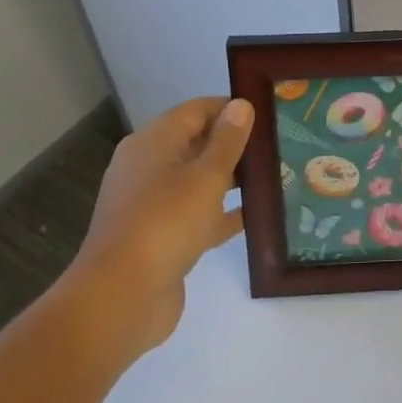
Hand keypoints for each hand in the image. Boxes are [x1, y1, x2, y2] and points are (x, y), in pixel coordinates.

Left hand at [63, 97, 252, 355]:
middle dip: (235, 144)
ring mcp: (153, 205)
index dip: (231, 108)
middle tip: (279, 144)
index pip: (196, 111)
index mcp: (152, 143)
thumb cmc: (165, 223)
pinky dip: (223, 213)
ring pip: (198, 182)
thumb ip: (227, 141)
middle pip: (196, 144)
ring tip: (276, 176)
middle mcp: (148, 168)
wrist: (122, 297)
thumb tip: (240, 105)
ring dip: (232, 179)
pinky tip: (256, 216)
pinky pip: (198, 215)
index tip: (269, 113)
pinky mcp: (161, 238)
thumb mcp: (205, 176)